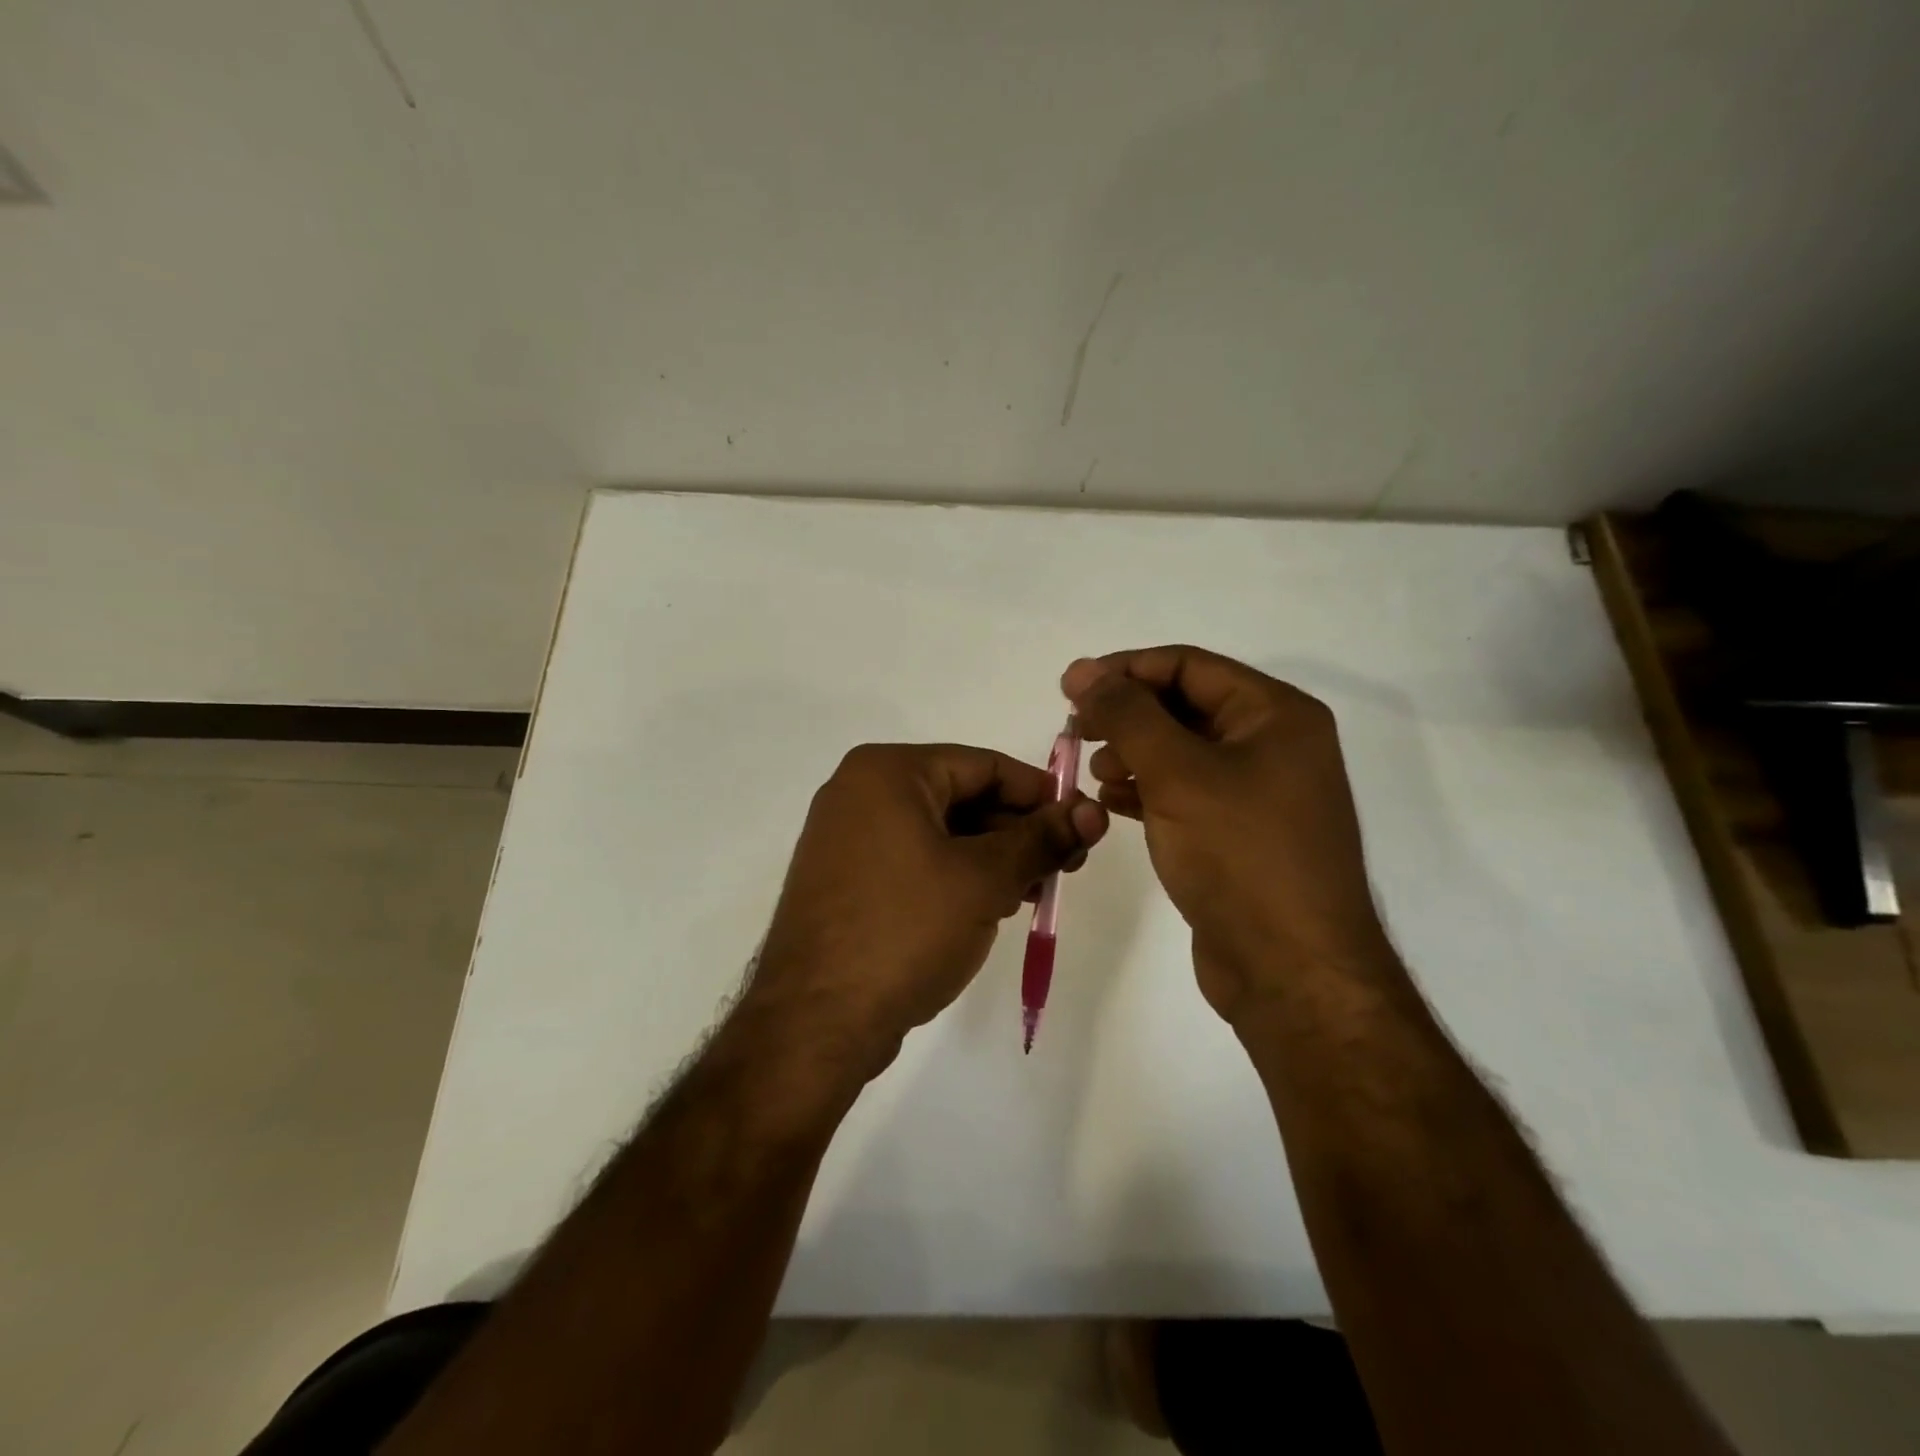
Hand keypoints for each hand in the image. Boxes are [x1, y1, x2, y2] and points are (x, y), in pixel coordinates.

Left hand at [749, 743, 1106, 1069]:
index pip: (984, 765)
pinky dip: (956, 877)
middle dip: (1017, 832)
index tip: (1082, 826)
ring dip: (992, 858)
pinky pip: (915, 861)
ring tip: (1034, 893)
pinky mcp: (846, 880)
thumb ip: (1042, 839)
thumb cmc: (905, 930)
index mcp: (887, 771)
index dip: (1040, 794)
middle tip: (1065, 868)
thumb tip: (1095, 812)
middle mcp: (860, 792)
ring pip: (940, 833)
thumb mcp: (985, 880)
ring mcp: (847, 838)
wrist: (815, 1021)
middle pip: (962, 796)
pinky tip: (991, 907)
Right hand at [1062, 647, 1394, 1022]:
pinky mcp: (1239, 835)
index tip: (1070, 687)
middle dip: (1127, 715)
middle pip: (1185, 706)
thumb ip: (1126, 715)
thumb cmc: (1240, 855)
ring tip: (1095, 772)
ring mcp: (1259, 793)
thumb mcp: (1178, 773)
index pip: (1189, 666)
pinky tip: (1111, 803)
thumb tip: (1083, 671)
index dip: (1125, 669)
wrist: (1290, 971)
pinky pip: (1185, 793)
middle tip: (1076, 731)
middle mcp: (1274, 745)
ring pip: (1181, 752)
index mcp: (1276, 715)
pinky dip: (1147, 790)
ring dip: (1133, 753)